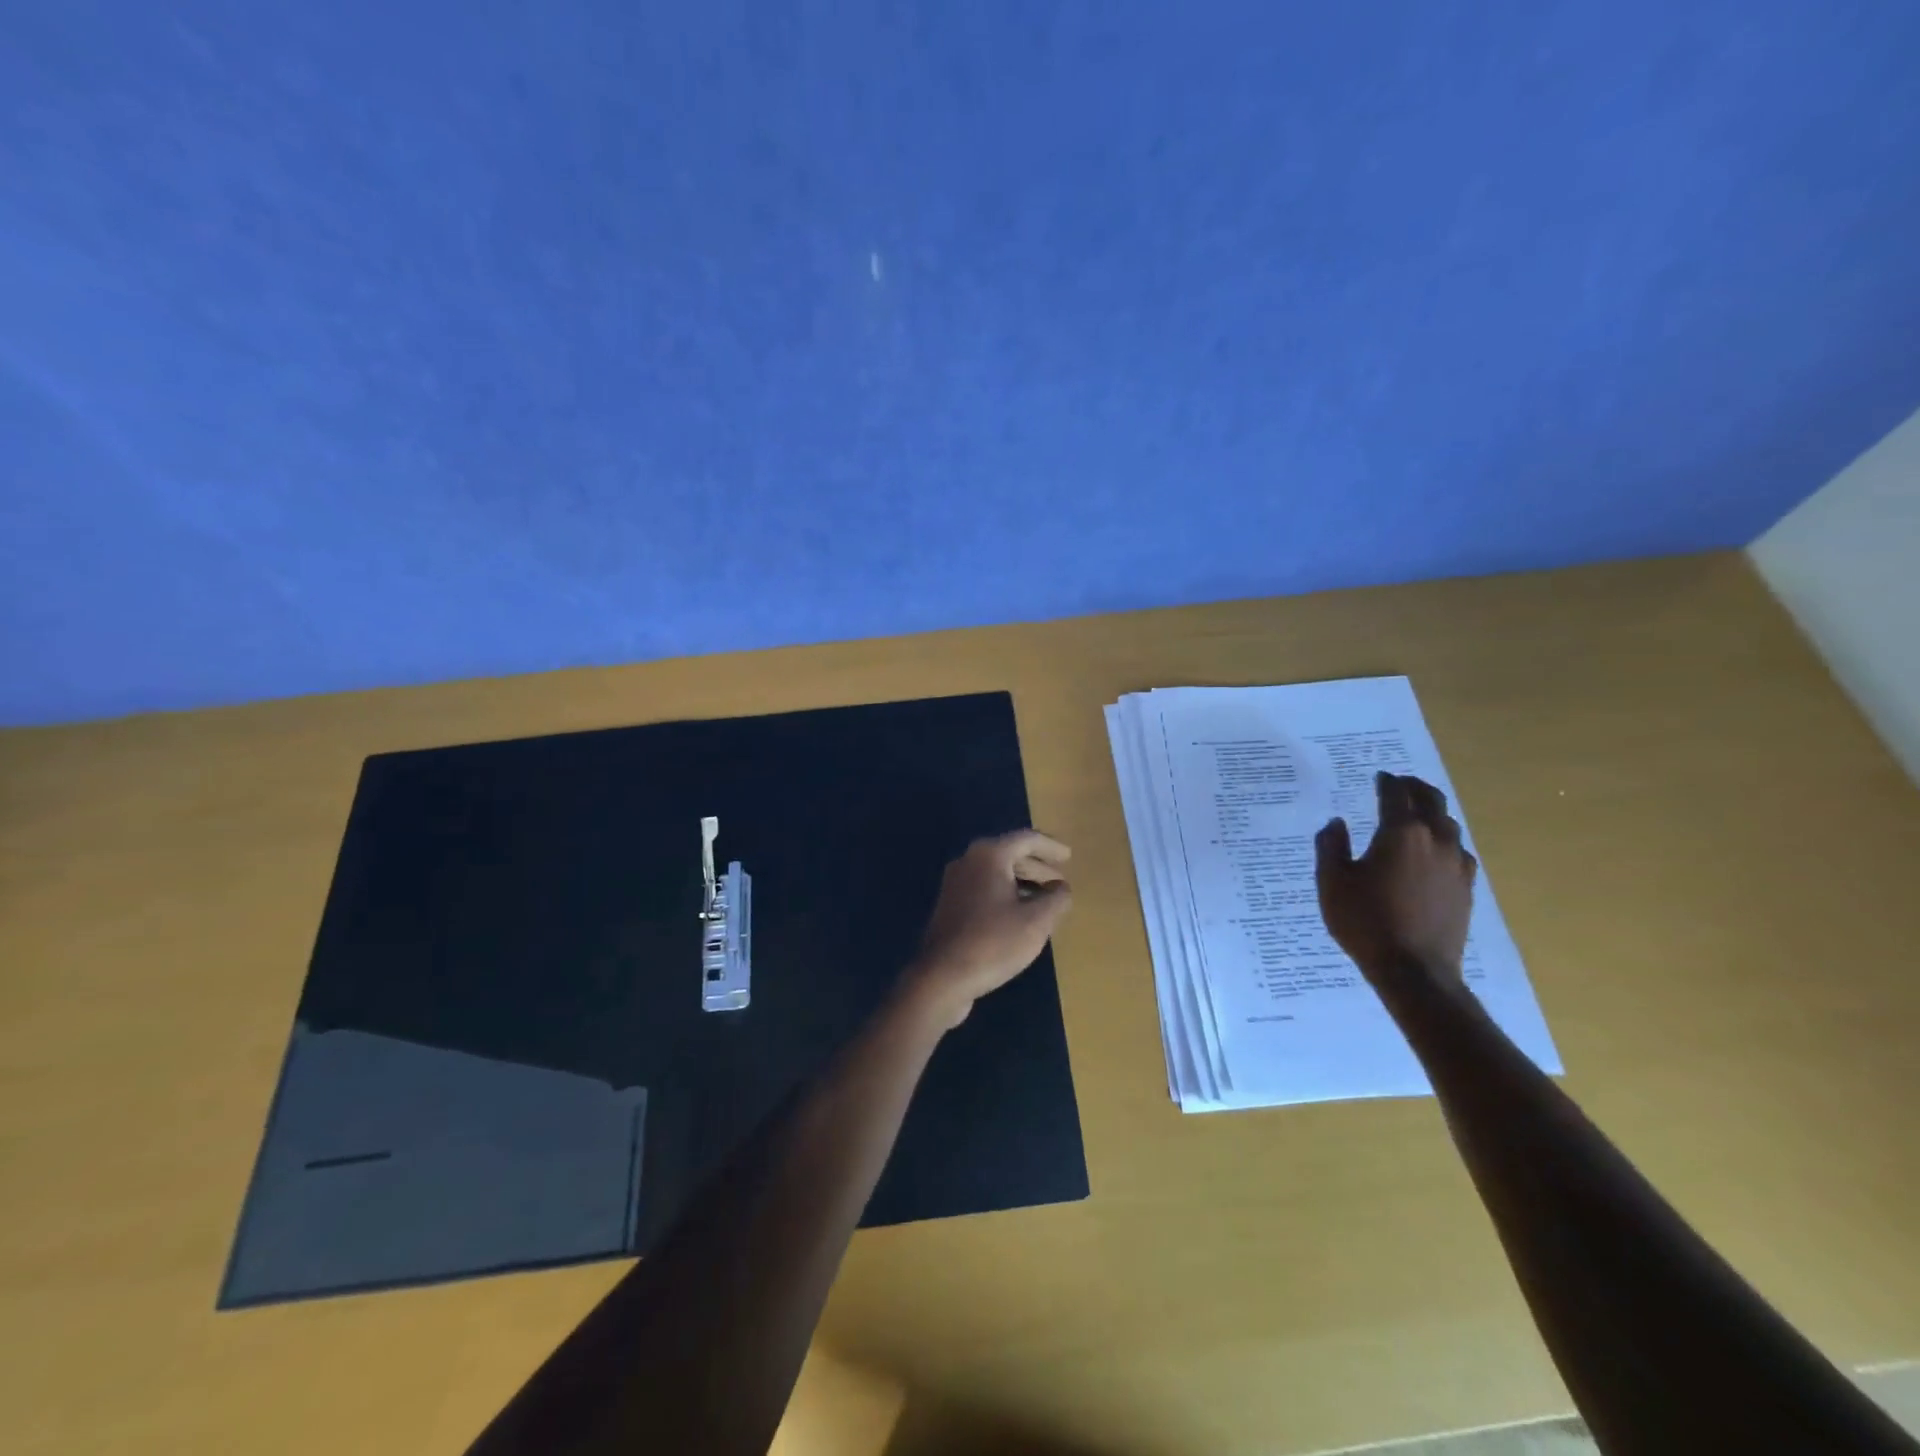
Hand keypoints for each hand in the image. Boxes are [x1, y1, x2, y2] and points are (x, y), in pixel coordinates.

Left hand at [903, 830, 1072, 1029]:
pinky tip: (1019, 915)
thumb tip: (1061, 888)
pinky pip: (984, 888)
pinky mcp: (949, 905)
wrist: (942, 977)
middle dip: (1037, 866)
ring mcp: (955, 883)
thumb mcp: (1036, 921)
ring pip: (996, 872)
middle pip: (1009, 853)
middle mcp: (968, 861)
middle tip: (1059, 881)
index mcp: (989, 855)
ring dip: (1022, 881)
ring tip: (1045, 899)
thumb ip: (1056, 899)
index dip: (1051, 847)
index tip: (1069, 857)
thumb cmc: (994, 943)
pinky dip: (1005, 893)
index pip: (1026, 840)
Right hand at [1315, 772, 1476, 989]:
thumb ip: (1331, 846)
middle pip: (1431, 800)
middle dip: (1415, 787)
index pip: (1396, 794)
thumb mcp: (1332, 883)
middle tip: (1400, 783)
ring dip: (1432, 812)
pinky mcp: (1467, 887)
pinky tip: (1433, 851)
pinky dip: (1444, 840)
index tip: (1378, 777)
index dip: (1386, 781)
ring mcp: (1457, 864)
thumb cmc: (1366, 922)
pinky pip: (1458, 850)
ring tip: (1416, 813)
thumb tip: (1337, 823)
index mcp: (1400, 833)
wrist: (1415, 971)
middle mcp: (1435, 840)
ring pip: (1449, 824)